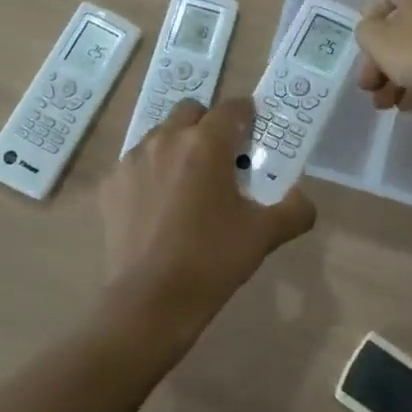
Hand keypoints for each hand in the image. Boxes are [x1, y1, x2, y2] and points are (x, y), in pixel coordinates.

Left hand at [97, 98, 315, 353]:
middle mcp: (166, 139)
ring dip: (176, 147)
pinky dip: (149, 175)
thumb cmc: (212, 261)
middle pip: (191, 111)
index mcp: (206, 143)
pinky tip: (157, 208)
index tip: (253, 133)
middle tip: (220, 158)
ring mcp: (132, 161)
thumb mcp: (264, 235)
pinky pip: (135, 165)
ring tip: (186, 184)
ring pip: (160, 135)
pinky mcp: (109, 185)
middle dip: (207, 125)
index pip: (232, 108)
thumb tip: (302, 199)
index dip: (246, 115)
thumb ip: (293, 210)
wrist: (149, 303)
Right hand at [355, 0, 411, 110]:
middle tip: (372, 91)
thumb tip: (374, 33)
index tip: (364, 60)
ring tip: (388, 106)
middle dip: (380, 63)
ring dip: (399, 76)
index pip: (379, 1)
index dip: (366, 31)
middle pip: (398, 29)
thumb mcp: (380, 42)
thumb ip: (365, 33)